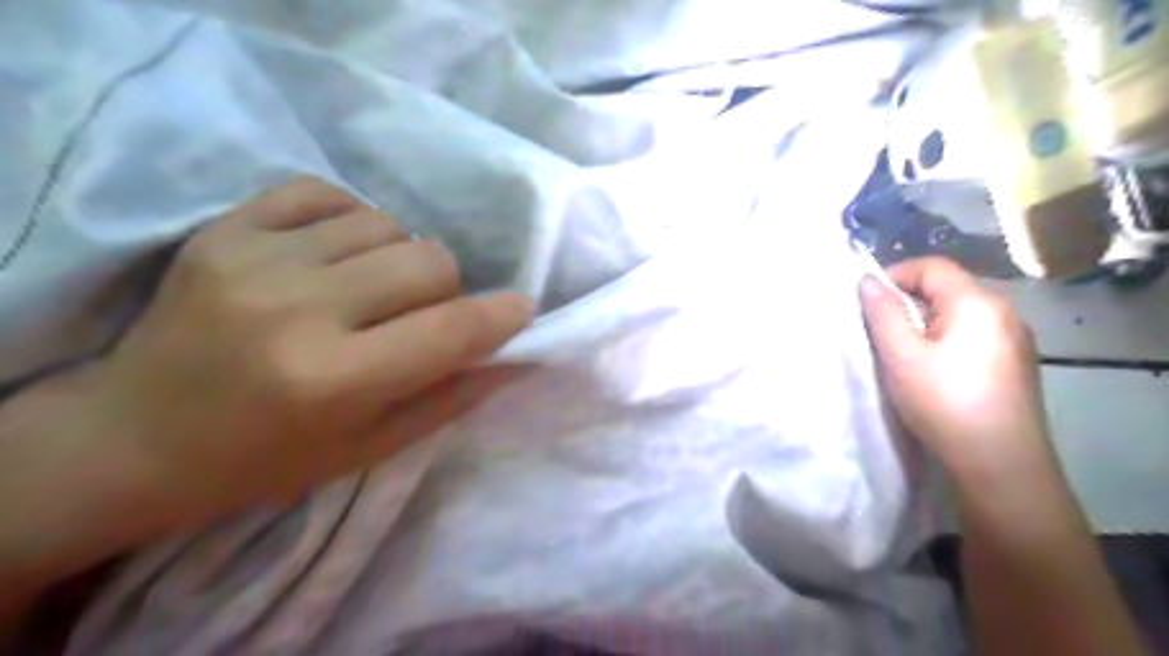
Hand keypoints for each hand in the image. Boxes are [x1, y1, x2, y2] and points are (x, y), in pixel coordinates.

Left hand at [85, 178, 532, 522]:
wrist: (135, 436)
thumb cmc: (266, 459)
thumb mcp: (372, 447)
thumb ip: (452, 397)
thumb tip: (516, 355)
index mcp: (333, 380)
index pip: (451, 330)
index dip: (502, 316)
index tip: (521, 309)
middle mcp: (296, 310)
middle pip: (429, 260)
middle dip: (446, 289)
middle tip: (420, 315)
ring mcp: (254, 258)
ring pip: (387, 223)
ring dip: (398, 258)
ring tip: (370, 289)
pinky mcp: (224, 227)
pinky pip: (327, 193)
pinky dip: (352, 221)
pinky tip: (337, 255)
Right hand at [856, 257, 1051, 476]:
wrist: (1000, 464)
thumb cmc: (944, 403)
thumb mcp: (901, 356)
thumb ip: (882, 313)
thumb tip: (867, 280)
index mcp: (977, 303)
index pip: (932, 266)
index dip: (895, 274)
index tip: (867, 301)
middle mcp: (1004, 311)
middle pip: (948, 287)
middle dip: (908, 299)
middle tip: (879, 329)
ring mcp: (1015, 338)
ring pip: (960, 312)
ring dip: (926, 320)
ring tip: (902, 350)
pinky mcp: (1015, 362)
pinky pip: (974, 333)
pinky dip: (946, 337)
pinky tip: (934, 368)